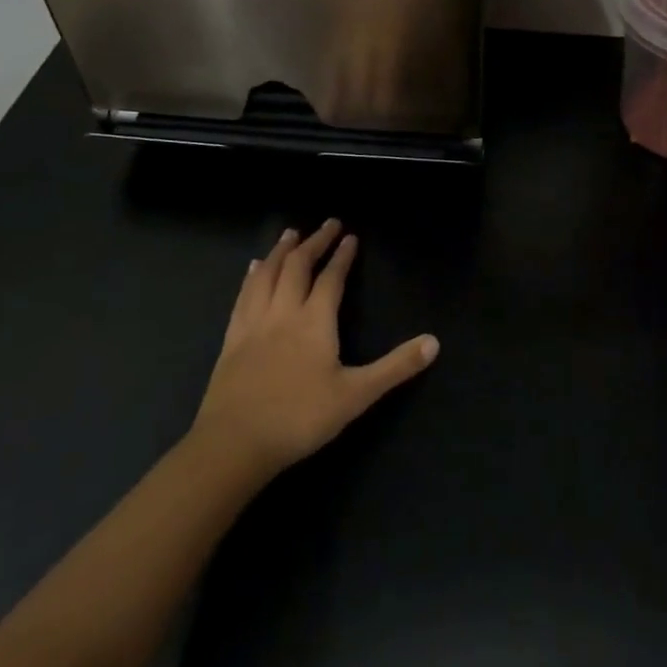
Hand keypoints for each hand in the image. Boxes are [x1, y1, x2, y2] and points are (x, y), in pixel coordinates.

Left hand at [189, 221, 438, 483]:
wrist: (235, 443)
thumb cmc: (300, 418)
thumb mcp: (356, 395)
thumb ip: (395, 367)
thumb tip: (434, 342)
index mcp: (314, 321)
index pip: (331, 278)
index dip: (342, 256)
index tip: (350, 236)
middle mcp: (284, 312)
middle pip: (298, 266)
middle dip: (314, 242)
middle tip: (327, 224)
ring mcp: (254, 323)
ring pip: (268, 274)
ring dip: (282, 251)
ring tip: (291, 233)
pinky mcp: (232, 338)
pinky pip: (244, 295)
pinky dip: (253, 276)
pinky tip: (254, 269)